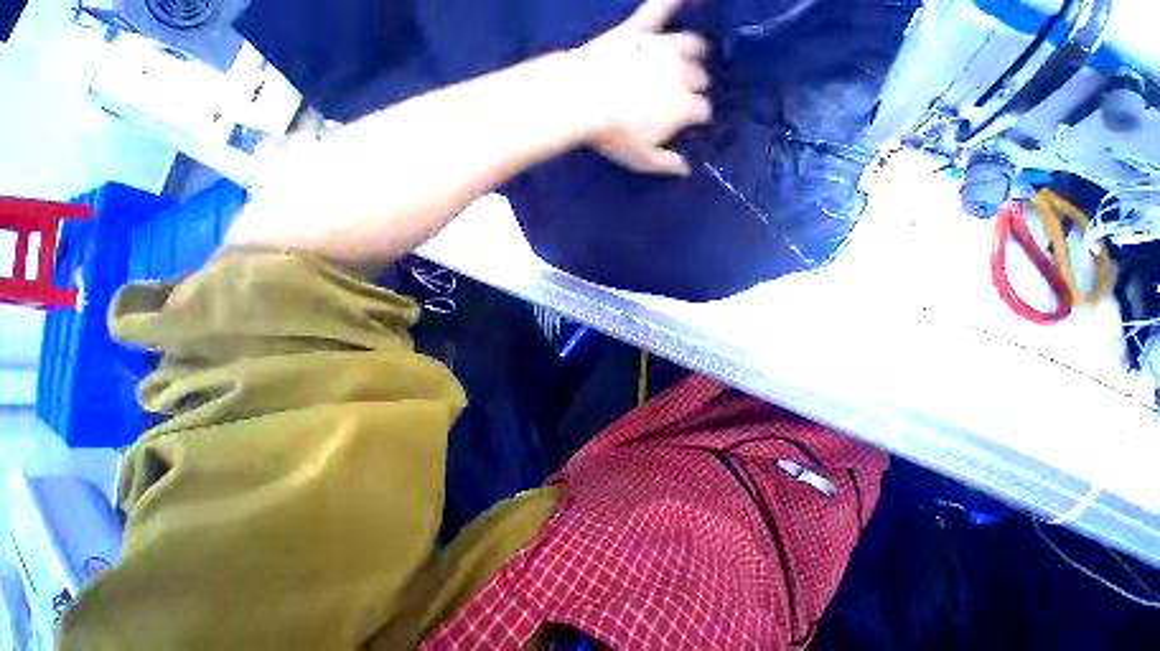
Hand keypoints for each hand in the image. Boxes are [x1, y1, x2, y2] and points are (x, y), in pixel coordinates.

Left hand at [569, 0, 712, 175]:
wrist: (586, 100)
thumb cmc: (617, 136)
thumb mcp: (643, 160)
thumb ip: (668, 164)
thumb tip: (686, 169)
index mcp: (684, 106)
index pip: (702, 111)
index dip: (698, 118)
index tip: (691, 125)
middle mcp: (682, 72)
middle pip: (699, 78)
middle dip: (695, 88)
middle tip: (681, 98)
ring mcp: (663, 47)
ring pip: (691, 44)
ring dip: (693, 53)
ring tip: (688, 59)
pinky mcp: (639, 30)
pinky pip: (660, 6)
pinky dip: (672, 0)